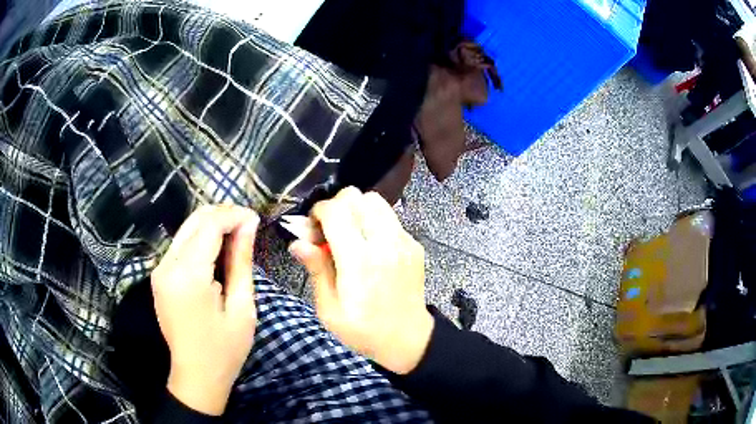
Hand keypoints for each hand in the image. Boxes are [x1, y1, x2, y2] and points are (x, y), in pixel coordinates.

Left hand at [151, 205, 258, 415]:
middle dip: (223, 215)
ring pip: (186, 229)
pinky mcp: (159, 275)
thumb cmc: (224, 349)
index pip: (209, 225)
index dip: (234, 215)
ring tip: (237, 236)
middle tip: (248, 225)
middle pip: (195, 221)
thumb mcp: (241, 307)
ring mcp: (159, 270)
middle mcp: (167, 266)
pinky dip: (201, 240)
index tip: (256, 219)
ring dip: (212, 225)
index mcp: (188, 276)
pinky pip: (181, 245)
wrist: (196, 375)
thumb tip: (249, 225)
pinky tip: (218, 250)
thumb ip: (241, 262)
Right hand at [290, 187, 433, 374]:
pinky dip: (374, 221)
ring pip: (376, 201)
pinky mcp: (414, 245)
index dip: (318, 211)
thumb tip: (297, 242)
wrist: (408, 339)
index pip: (337, 211)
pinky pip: (390, 218)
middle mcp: (385, 243)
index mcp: (359, 261)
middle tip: (329, 230)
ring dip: (357, 210)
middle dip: (337, 206)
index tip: (312, 227)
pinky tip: (369, 246)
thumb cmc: (364, 330)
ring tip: (349, 234)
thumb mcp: (330, 309)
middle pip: (358, 197)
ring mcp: (404, 242)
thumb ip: (316, 270)